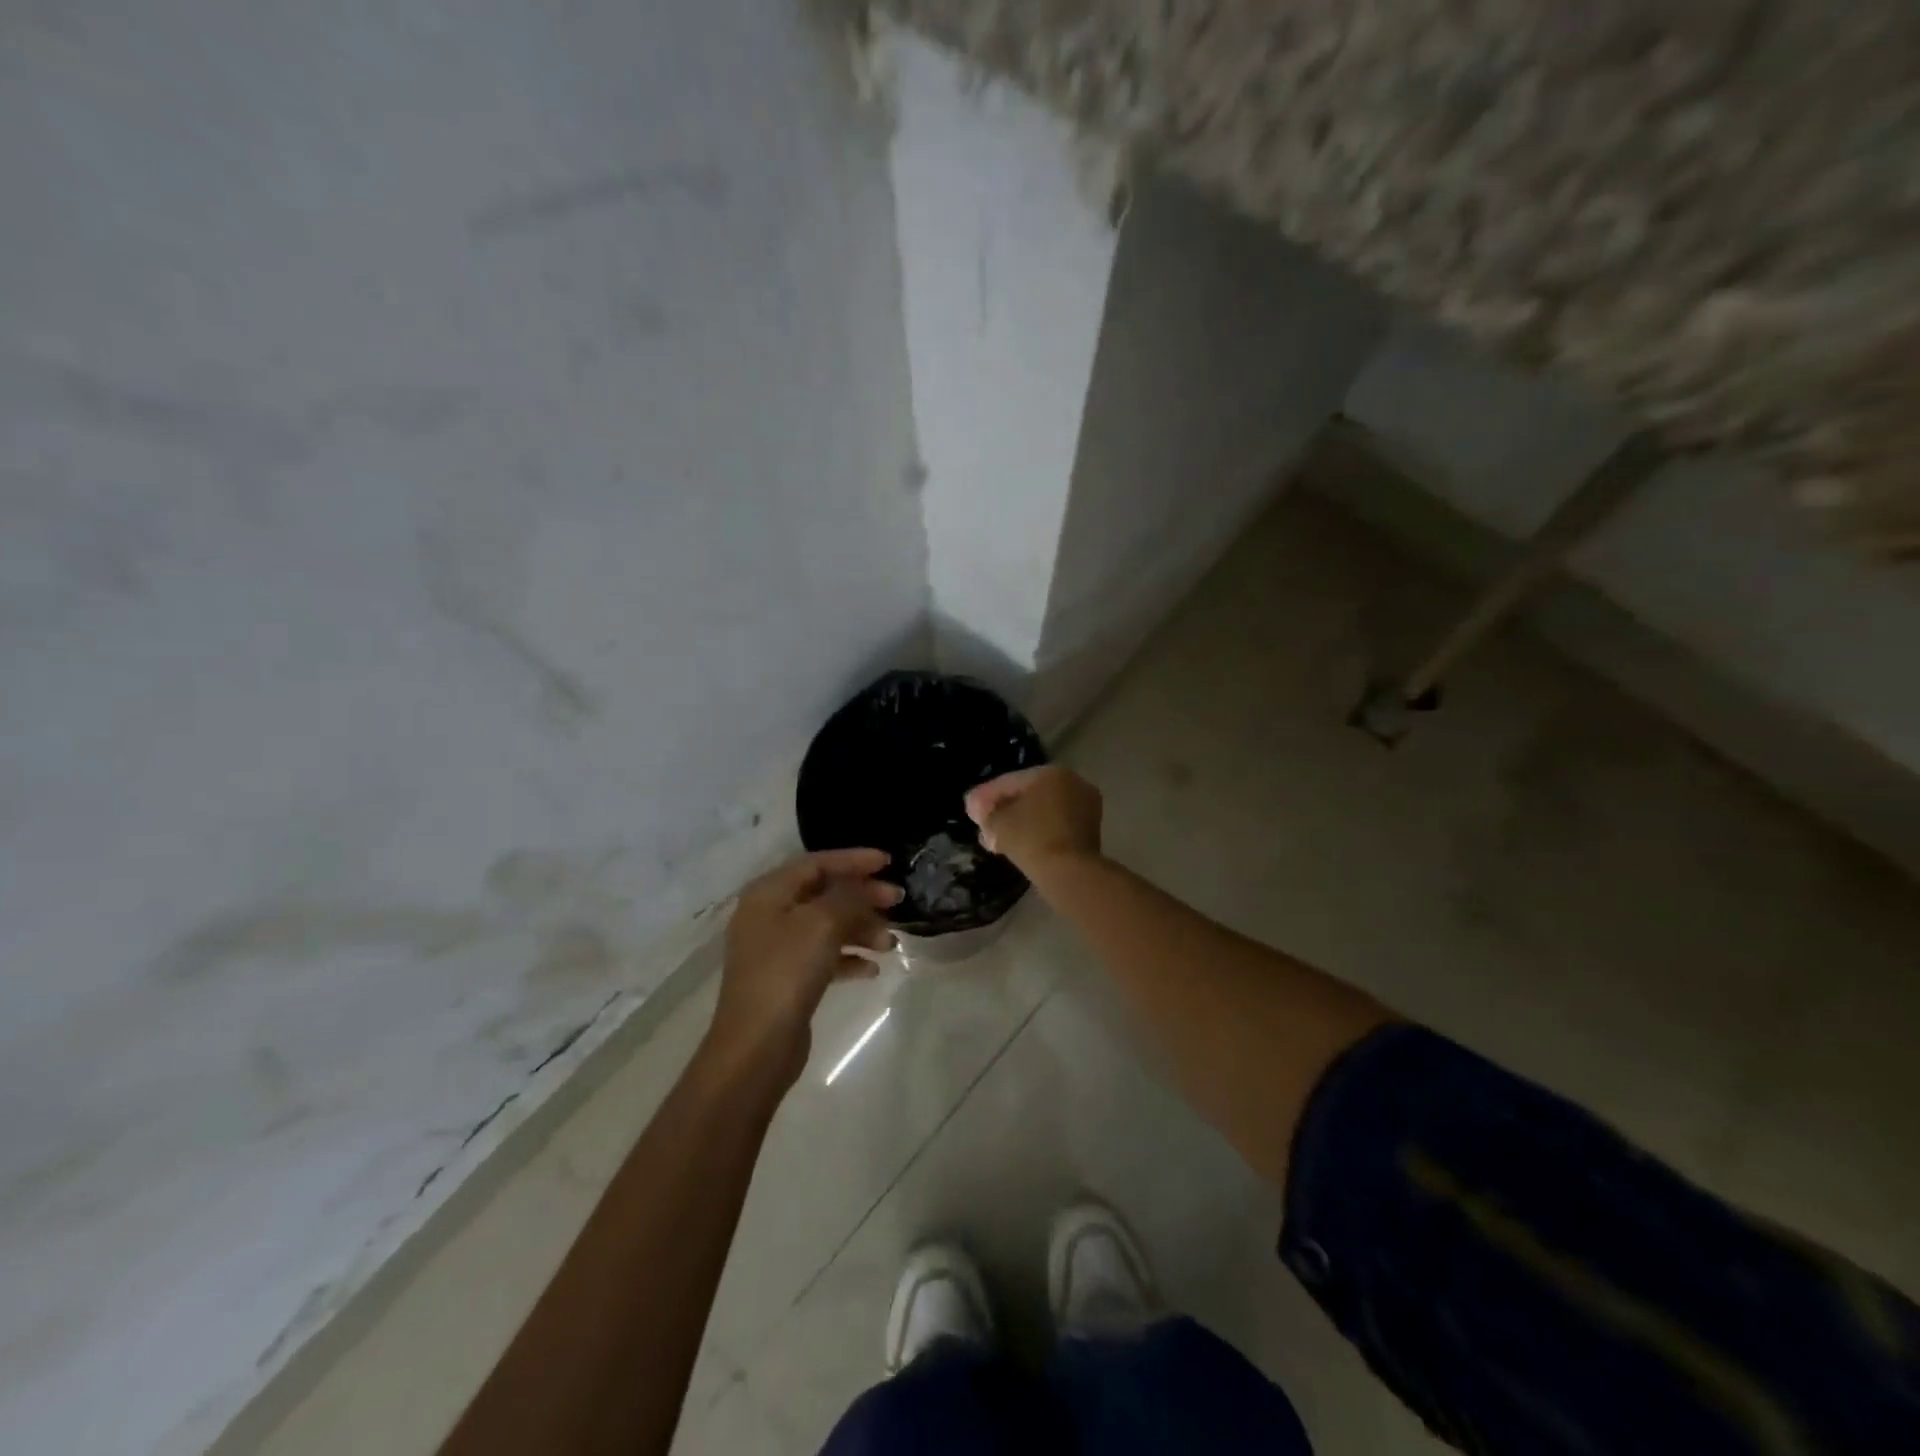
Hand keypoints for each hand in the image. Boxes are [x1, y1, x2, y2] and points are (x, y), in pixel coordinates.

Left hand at [706, 849, 900, 1084]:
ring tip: (890, 944)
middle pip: (824, 894)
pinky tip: (871, 970)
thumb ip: (847, 896)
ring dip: (861, 930)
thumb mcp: (822, 923)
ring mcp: (776, 949)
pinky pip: (823, 957)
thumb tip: (862, 888)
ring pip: (827, 926)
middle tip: (897, 901)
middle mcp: (769, 915)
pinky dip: (848, 958)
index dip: (854, 860)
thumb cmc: (787, 971)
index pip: (817, 863)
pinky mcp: (787, 979)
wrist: (756, 1045)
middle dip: (862, 897)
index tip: (889, 862)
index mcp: (769, 893)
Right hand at [964, 766, 1102, 875]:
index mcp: (1052, 773)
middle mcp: (1073, 783)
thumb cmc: (1031, 838)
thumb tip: (981, 811)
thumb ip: (986, 812)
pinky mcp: (1090, 831)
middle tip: (984, 824)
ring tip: (997, 839)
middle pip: (1029, 795)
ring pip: (1043, 811)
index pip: (1011, 781)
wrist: (1069, 872)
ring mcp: (1086, 807)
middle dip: (1004, 809)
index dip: (986, 795)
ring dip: (1020, 822)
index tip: (971, 808)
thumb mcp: (998, 823)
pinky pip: (1056, 825)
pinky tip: (1018, 845)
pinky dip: (1037, 831)